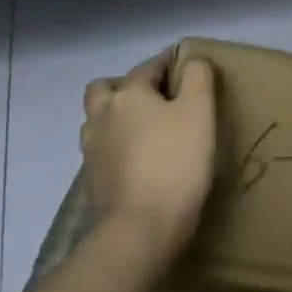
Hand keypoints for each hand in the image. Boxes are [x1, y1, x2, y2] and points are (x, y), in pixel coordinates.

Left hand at [81, 50, 217, 270]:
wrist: (141, 229)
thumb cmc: (175, 163)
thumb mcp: (200, 111)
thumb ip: (198, 77)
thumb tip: (193, 61)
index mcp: (128, 93)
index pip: (149, 66)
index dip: (171, 63)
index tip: (190, 70)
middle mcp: (102, 115)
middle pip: (107, 88)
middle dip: (128, 86)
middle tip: (157, 99)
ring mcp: (92, 149)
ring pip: (100, 119)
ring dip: (118, 116)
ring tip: (148, 129)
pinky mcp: (93, 179)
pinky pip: (103, 148)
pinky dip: (118, 145)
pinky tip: (139, 159)